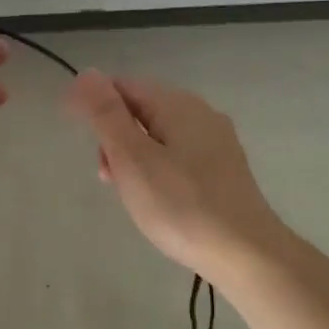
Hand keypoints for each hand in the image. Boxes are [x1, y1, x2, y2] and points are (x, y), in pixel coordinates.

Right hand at [65, 71, 284, 282]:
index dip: (95, 107)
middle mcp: (201, 114)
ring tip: (130, 195)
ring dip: (134, 158)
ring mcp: (216, 142)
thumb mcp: (132, 158)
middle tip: (108, 177)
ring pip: (159, 137)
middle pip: (141, 111)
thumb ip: (106, 114)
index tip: (82, 141)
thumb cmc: (180, 206)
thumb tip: (85, 74)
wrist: (245, 253)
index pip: (123, 86)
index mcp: (177, 104)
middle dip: (115, 138)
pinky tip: (159, 201)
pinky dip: (157, 171)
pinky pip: (178, 157)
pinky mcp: (223, 170)